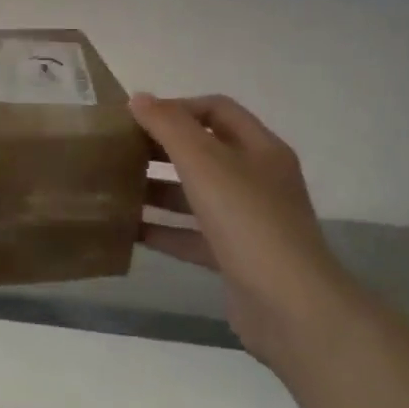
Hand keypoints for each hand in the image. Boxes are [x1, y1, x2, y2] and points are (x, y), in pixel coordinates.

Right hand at [130, 93, 352, 364]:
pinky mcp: (236, 258)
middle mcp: (258, 180)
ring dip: (159, 188)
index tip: (138, 118)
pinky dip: (164, 229)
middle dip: (162, 148)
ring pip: (196, 194)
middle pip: (204, 151)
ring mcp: (249, 222)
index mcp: (260, 149)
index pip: (216, 110)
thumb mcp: (204, 163)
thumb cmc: (248, 221)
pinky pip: (192, 234)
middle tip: (121, 150)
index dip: (177, 107)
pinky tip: (129, 229)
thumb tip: (139, 98)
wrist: (292, 309)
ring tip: (116, 187)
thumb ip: (169, 126)